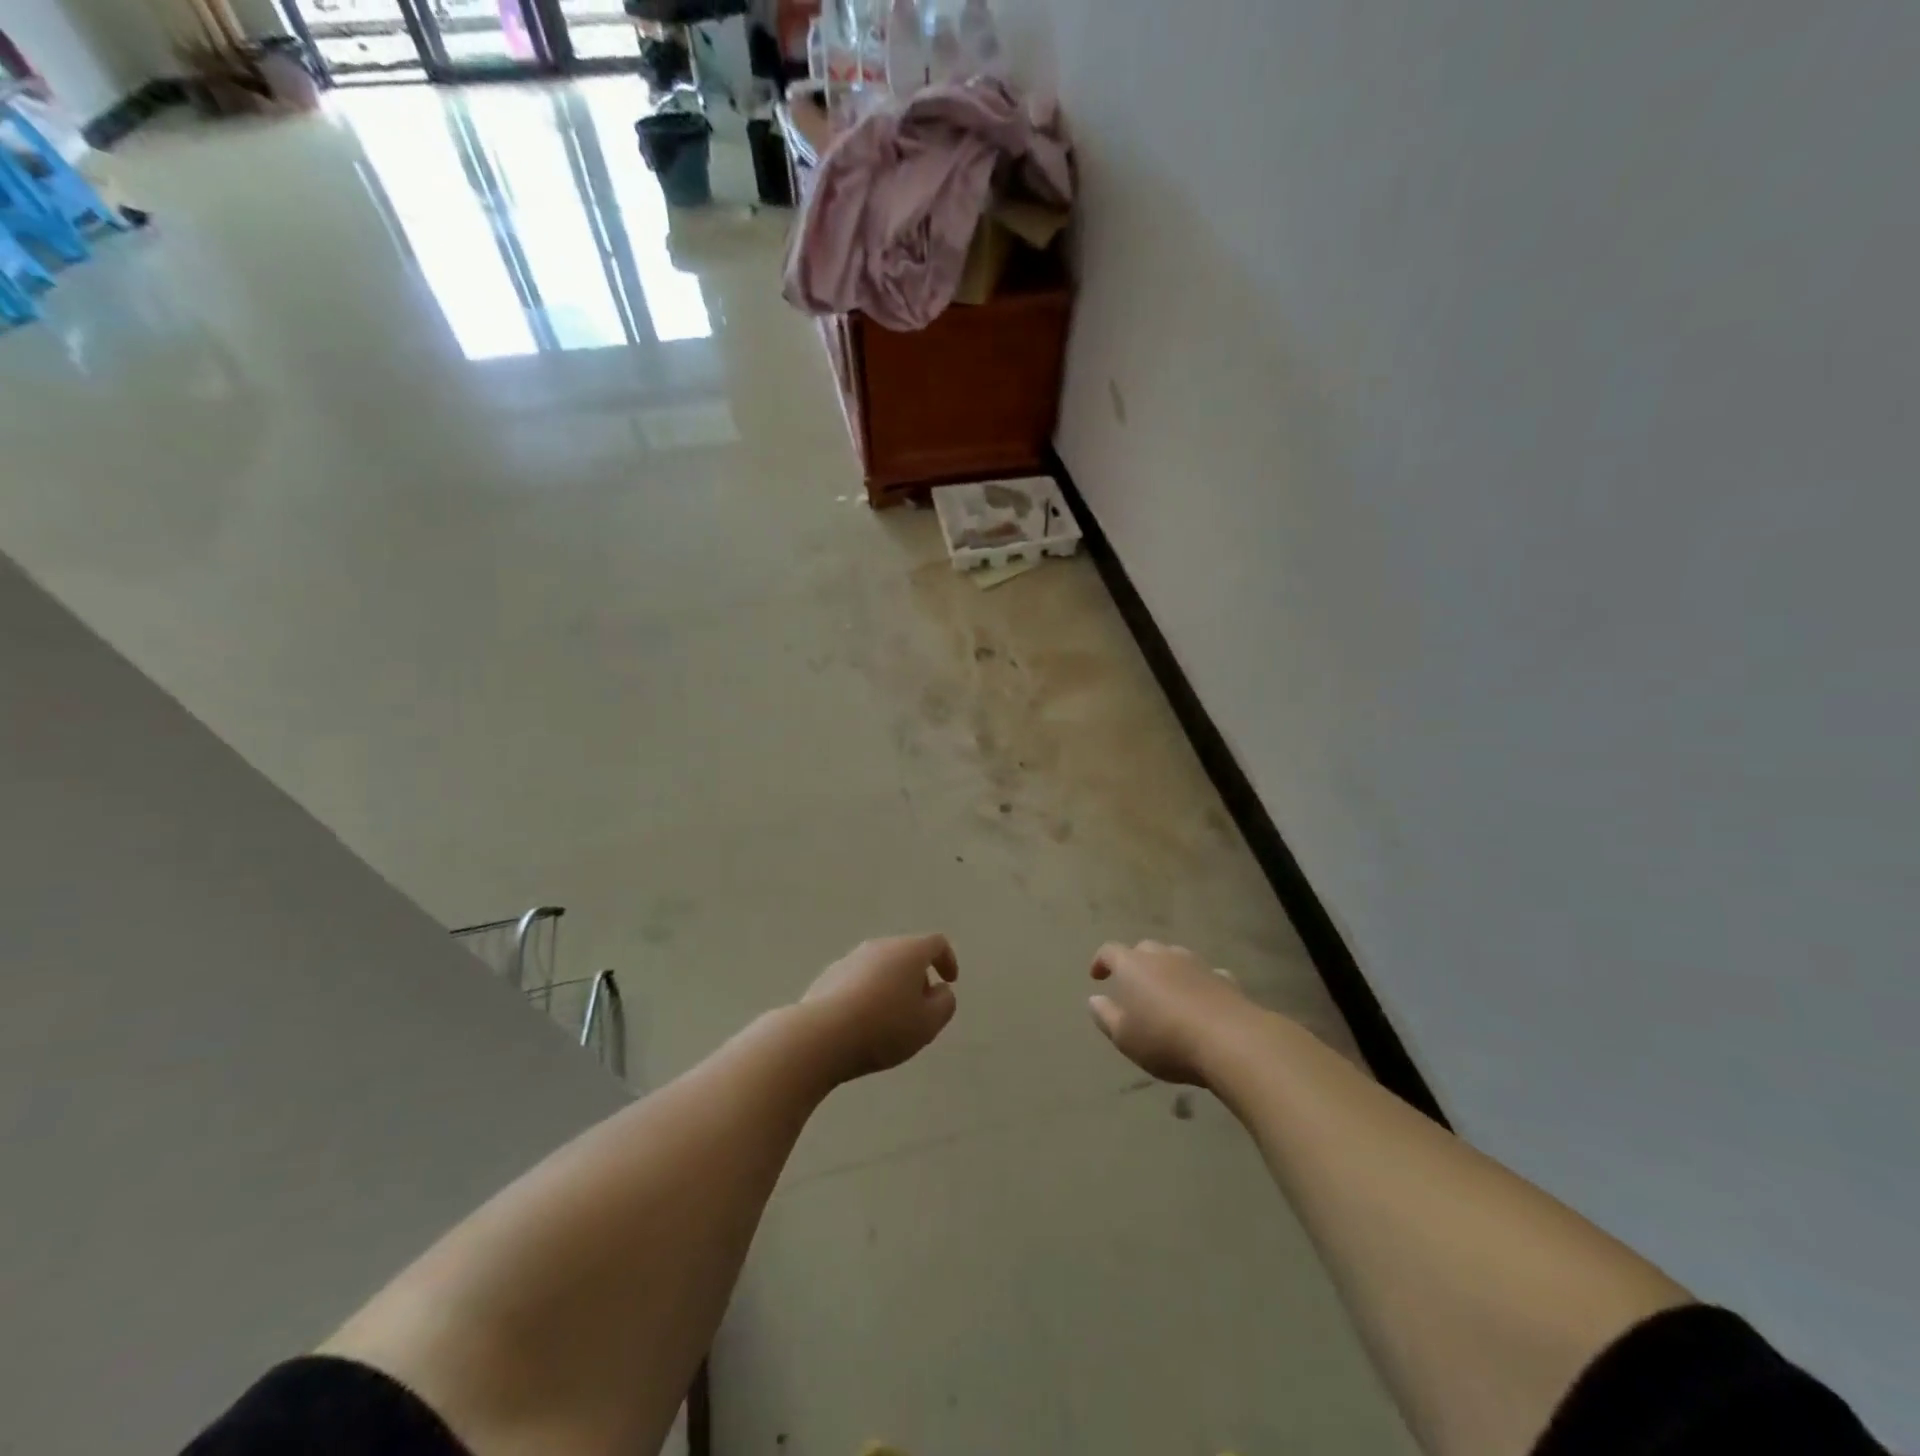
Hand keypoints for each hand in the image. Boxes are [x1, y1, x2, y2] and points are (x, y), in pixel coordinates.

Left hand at [801, 934, 959, 1080]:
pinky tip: (863, 1022)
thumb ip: (945, 1003)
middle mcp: (879, 946)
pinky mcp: (828, 976)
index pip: (936, 943)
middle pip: (906, 954)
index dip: (948, 959)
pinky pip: (858, 980)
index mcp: (908, 951)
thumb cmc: (884, 1027)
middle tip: (920, 1007)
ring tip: (890, 1019)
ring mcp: (851, 959)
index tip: (950, 981)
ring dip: (891, 986)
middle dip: (918, 977)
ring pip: (881, 967)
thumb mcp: (928, 1023)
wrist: (821, 1035)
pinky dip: (868, 994)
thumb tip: (940, 990)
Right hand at [1087, 941, 1254, 1085]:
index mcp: (1133, 966)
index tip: (1096, 976)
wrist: (1230, 1040)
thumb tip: (1094, 999)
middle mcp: (1163, 956)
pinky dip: (1196, 983)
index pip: (1110, 951)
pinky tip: (1200, 1000)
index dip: (1101, 961)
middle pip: (1144, 949)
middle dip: (1135, 963)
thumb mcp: (1124, 1037)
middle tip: (1132, 986)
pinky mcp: (1224, 978)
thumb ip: (1105, 1016)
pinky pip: (1204, 975)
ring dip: (1166, 970)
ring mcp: (1196, 964)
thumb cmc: (1166, 1039)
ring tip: (1165, 992)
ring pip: (1175, 958)